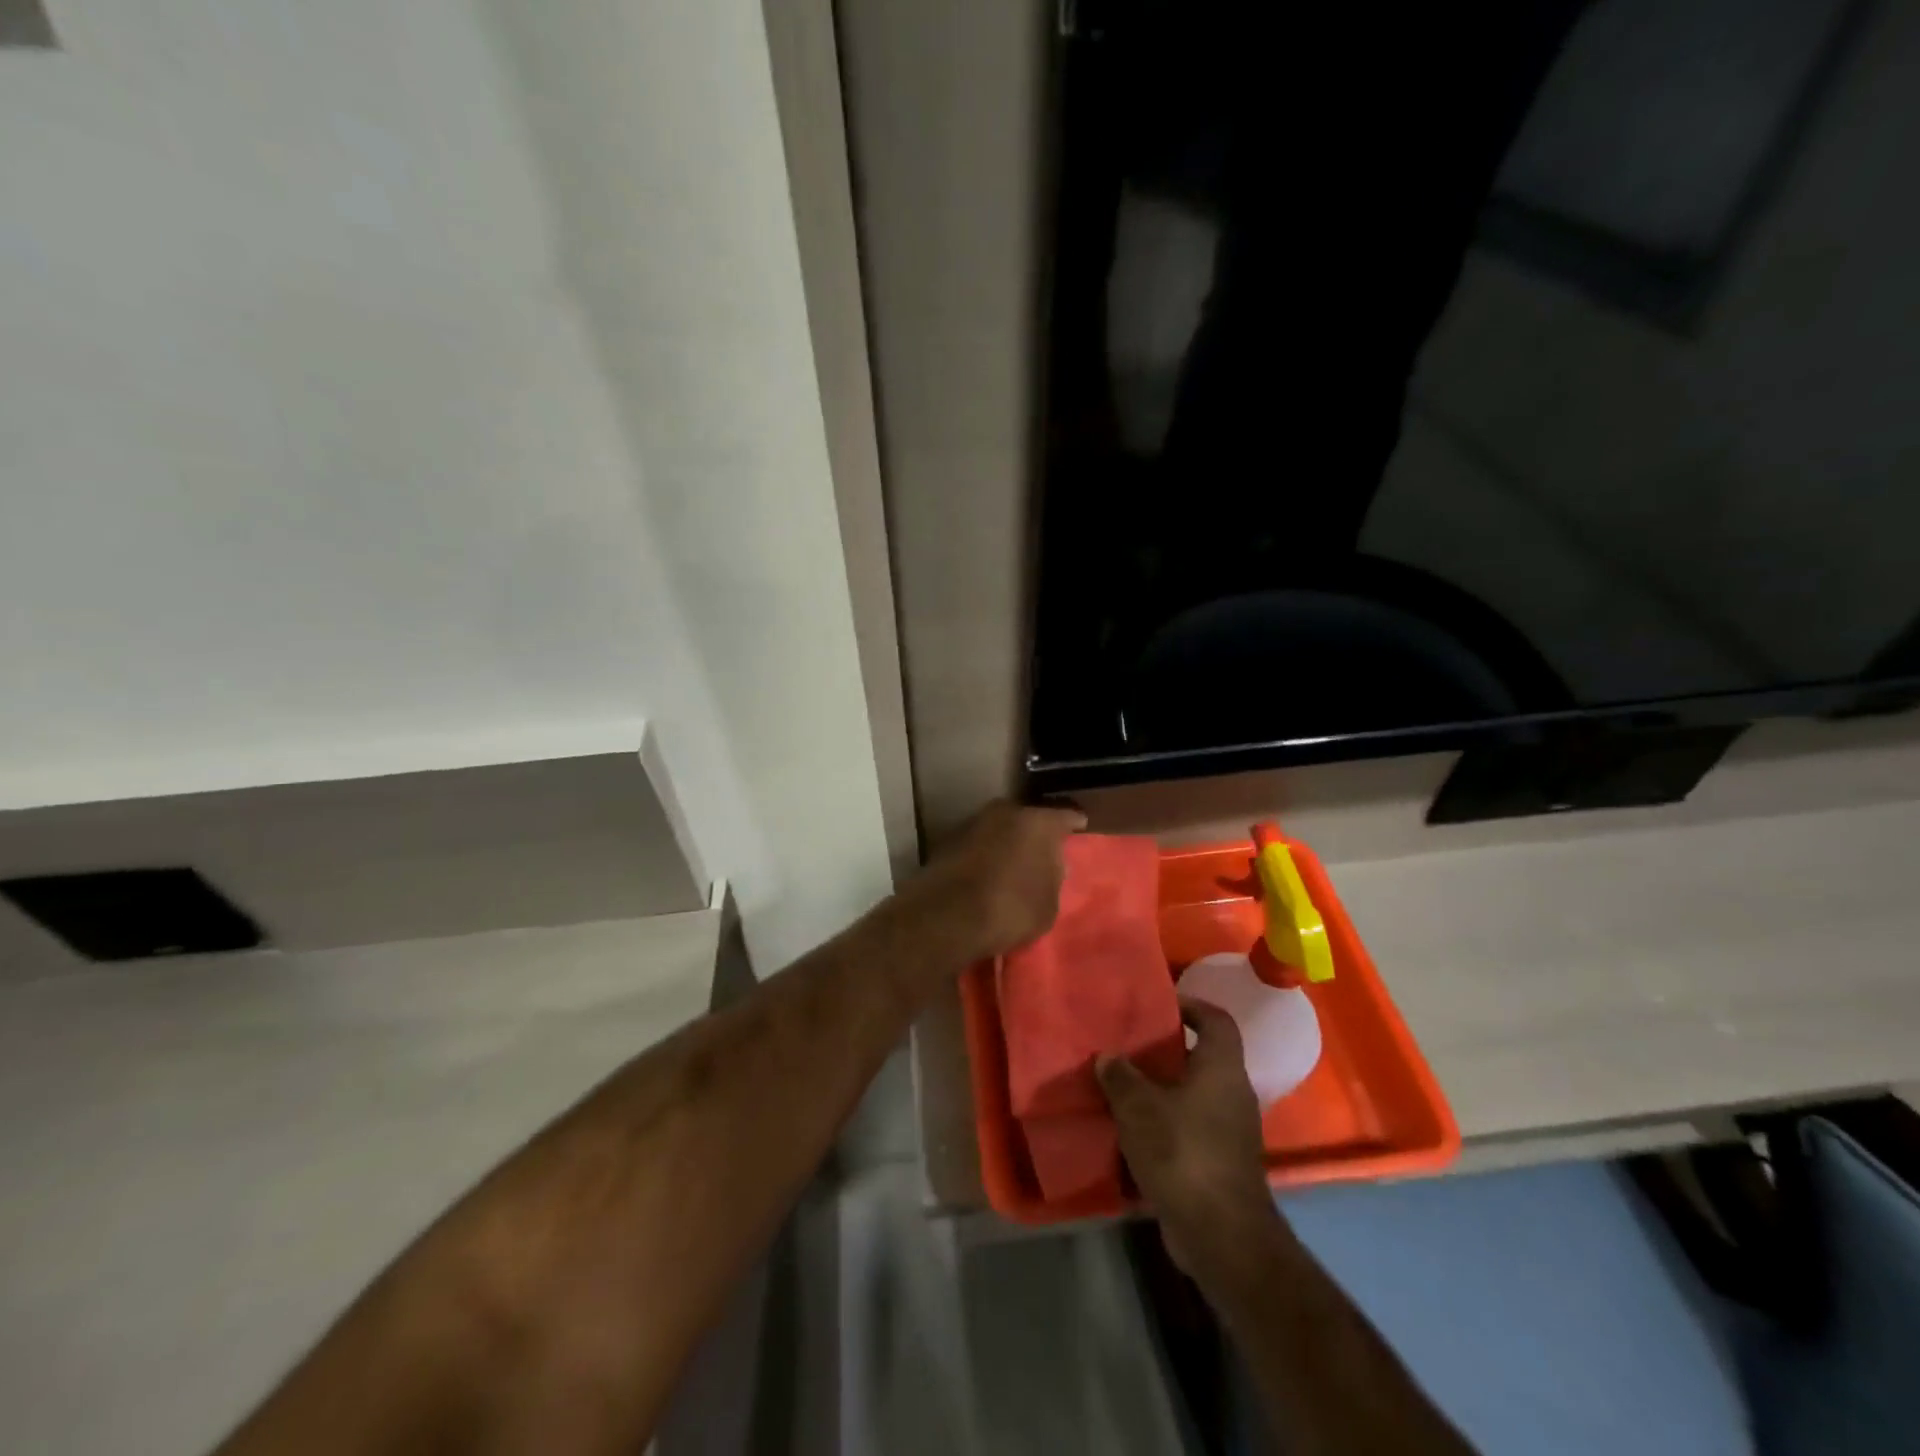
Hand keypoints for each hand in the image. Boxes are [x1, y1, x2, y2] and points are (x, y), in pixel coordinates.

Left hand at [913, 800, 1085, 960]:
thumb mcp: (1048, 905)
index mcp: (1039, 821)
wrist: (946, 916)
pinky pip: (979, 843)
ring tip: (1014, 863)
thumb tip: (1048, 866)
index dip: (1074, 823)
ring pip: (1000, 828)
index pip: (1066, 814)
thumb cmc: (1010, 909)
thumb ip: (1053, 878)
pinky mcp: (948, 839)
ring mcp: (974, 822)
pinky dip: (985, 853)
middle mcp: (1006, 811)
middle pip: (1028, 817)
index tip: (1079, 827)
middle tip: (1044, 850)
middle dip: (1036, 832)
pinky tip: (988, 871)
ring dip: (1007, 841)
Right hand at [1098, 1000, 1282, 1274]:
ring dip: (1163, 1090)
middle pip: (1203, 1057)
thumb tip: (1108, 1057)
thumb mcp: (1139, 1107)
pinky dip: (1166, 1124)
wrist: (1220, 1235)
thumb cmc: (1183, 1152)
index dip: (1191, 1006)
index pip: (1216, 1020)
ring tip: (1124, 1085)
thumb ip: (1121, 1077)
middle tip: (1130, 1045)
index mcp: (1222, 1068)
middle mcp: (1233, 1093)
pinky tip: (1133, 1130)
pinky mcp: (1220, 1162)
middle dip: (1167, 1050)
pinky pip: (1191, 1127)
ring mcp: (1230, 1131)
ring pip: (1194, 1095)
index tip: (1159, 1006)